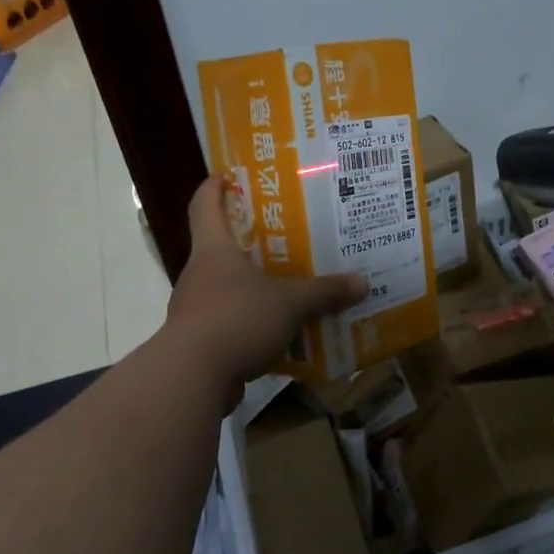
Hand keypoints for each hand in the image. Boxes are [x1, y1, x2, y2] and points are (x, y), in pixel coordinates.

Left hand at [165, 176, 368, 384]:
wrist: (190, 377)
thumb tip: (362, 283)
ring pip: (226, 288)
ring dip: (252, 286)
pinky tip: (279, 331)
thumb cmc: (236, 318)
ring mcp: (195, 309)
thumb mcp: (290, 302)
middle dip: (248, 240)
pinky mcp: (199, 342)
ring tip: (288, 285)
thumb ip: (324, 292)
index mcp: (214, 251)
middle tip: (283, 235)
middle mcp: (199, 274)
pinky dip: (251, 323)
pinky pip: (230, 323)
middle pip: (219, 247)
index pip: (205, 206)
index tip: (227, 175)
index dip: (214, 188)